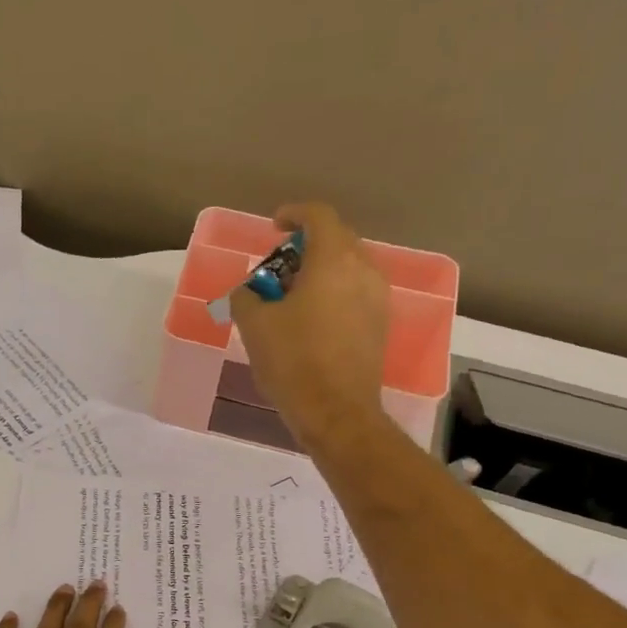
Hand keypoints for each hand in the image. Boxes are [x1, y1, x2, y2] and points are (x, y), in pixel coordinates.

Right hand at [229, 202, 391, 449]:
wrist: (336, 413)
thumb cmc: (294, 362)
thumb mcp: (255, 326)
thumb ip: (246, 297)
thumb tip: (248, 292)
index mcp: (334, 260)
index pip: (318, 216)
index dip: (294, 214)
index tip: (275, 227)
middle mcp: (364, 270)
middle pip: (336, 240)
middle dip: (305, 247)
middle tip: (277, 269)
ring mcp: (377, 299)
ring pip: (348, 269)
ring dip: (320, 273)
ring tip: (291, 297)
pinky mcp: (380, 326)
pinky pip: (354, 294)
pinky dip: (332, 294)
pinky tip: (310, 321)